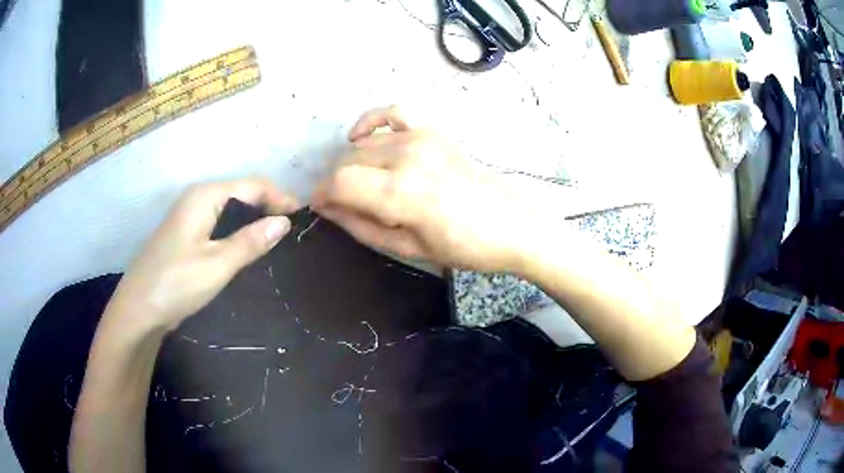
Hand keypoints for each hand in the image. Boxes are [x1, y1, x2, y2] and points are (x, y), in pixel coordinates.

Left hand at [107, 179, 298, 331]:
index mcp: (205, 196)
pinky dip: (238, 232)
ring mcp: (190, 217)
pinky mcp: (187, 236)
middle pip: (242, 194)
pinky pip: (220, 224)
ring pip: (231, 210)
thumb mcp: (217, 264)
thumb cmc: (175, 283)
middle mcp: (197, 199)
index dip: (280, 198)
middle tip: (293, 234)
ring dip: (254, 221)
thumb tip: (284, 222)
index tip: (303, 220)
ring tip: (277, 242)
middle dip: (269, 208)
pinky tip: (248, 250)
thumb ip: (251, 241)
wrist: (138, 310)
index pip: (253, 185)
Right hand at [312, 106, 532, 272]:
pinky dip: (371, 121)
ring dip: (353, 163)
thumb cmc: (464, 247)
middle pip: (347, 160)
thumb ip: (361, 226)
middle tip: (345, 205)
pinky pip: (392, 112)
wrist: (512, 224)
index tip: (319, 207)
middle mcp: (407, 155)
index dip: (321, 195)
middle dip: (336, 183)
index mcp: (401, 192)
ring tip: (363, 184)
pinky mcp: (433, 130)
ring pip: (364, 143)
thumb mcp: (408, 248)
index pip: (339, 183)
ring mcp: (421, 137)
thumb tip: (328, 209)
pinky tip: (362, 136)